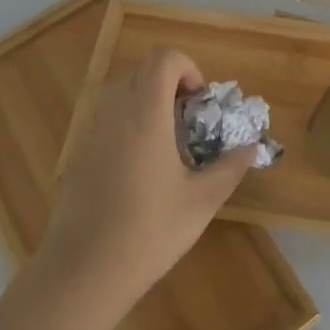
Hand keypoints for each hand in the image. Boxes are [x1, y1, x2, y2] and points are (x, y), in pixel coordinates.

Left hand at [43, 47, 257, 307]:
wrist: (83, 270)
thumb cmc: (149, 231)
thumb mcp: (202, 201)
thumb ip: (230, 167)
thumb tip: (252, 147)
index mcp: (146, 114)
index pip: (164, 58)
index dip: (188, 68)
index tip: (201, 102)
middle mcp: (115, 112)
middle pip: (142, 70)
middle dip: (172, 83)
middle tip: (191, 120)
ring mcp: (91, 131)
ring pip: (122, 92)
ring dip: (149, 101)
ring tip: (169, 143)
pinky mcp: (78, 153)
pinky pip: (107, 118)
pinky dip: (129, 122)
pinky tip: (141, 167)